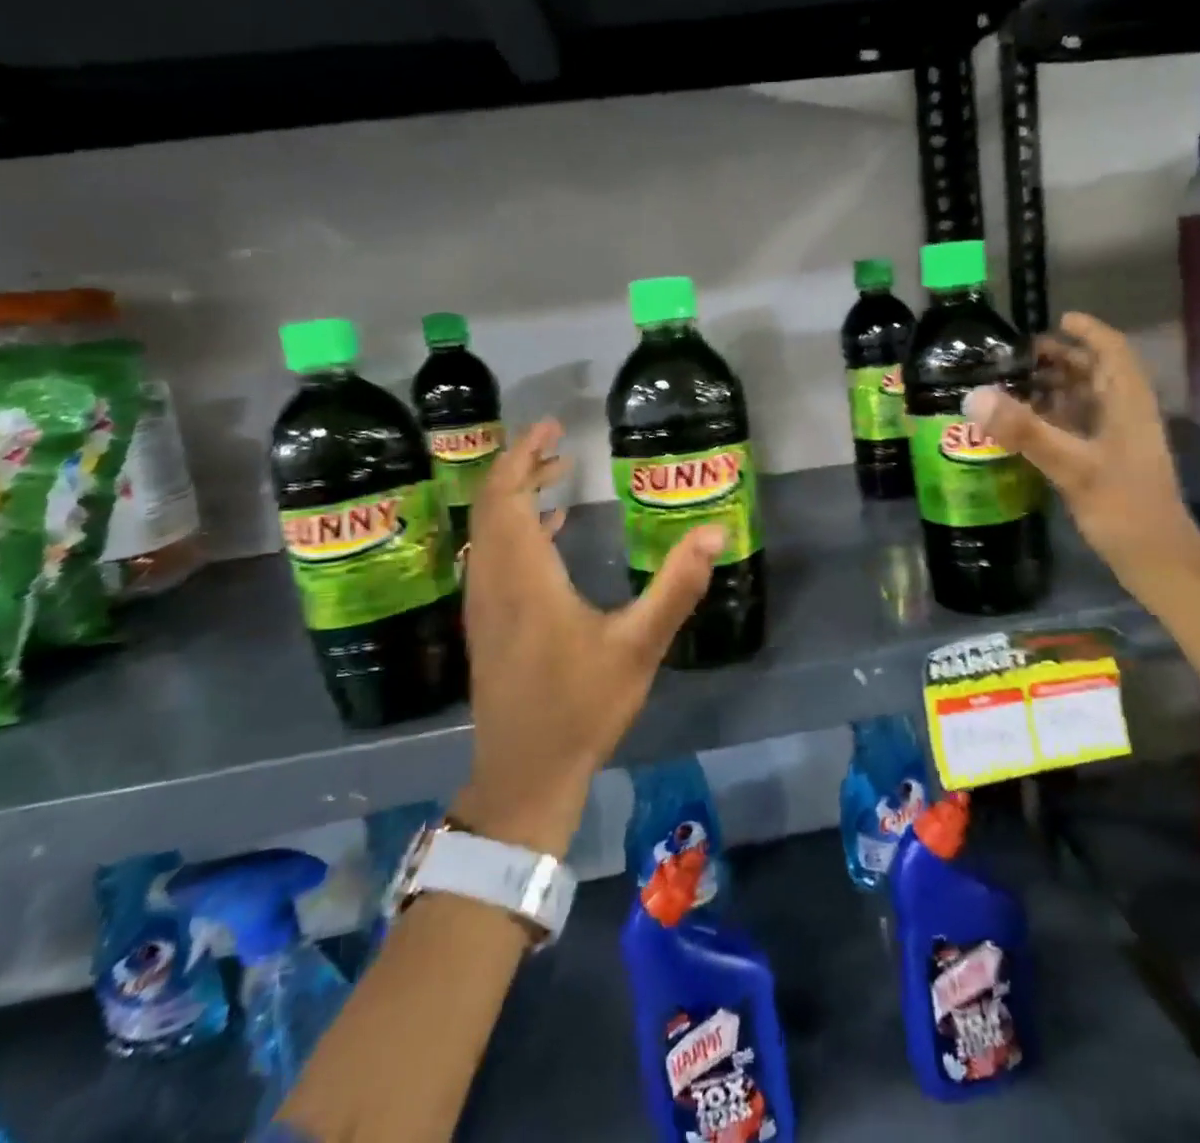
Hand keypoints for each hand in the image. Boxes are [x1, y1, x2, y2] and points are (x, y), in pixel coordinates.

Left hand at [453, 420, 723, 854]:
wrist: (526, 773)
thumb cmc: (582, 706)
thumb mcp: (640, 645)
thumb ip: (678, 585)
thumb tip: (716, 531)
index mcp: (524, 576)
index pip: (509, 496)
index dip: (525, 455)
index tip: (552, 427)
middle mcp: (493, 581)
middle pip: (492, 506)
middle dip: (521, 466)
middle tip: (559, 443)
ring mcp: (483, 604)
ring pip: (488, 530)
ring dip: (516, 496)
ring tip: (557, 475)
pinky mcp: (487, 624)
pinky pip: (491, 555)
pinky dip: (515, 528)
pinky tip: (550, 532)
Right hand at [964, 312, 1199, 585]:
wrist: (1158, 561)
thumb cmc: (1123, 507)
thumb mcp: (1072, 466)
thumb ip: (1024, 430)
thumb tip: (974, 396)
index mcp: (1128, 403)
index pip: (1112, 351)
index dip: (1089, 331)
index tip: (1057, 319)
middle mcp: (1126, 415)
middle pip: (1097, 373)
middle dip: (1062, 358)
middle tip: (1019, 356)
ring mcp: (1118, 441)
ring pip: (1087, 401)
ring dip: (1056, 388)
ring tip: (1015, 384)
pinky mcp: (1108, 464)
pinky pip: (1079, 427)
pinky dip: (1055, 418)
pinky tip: (1027, 427)